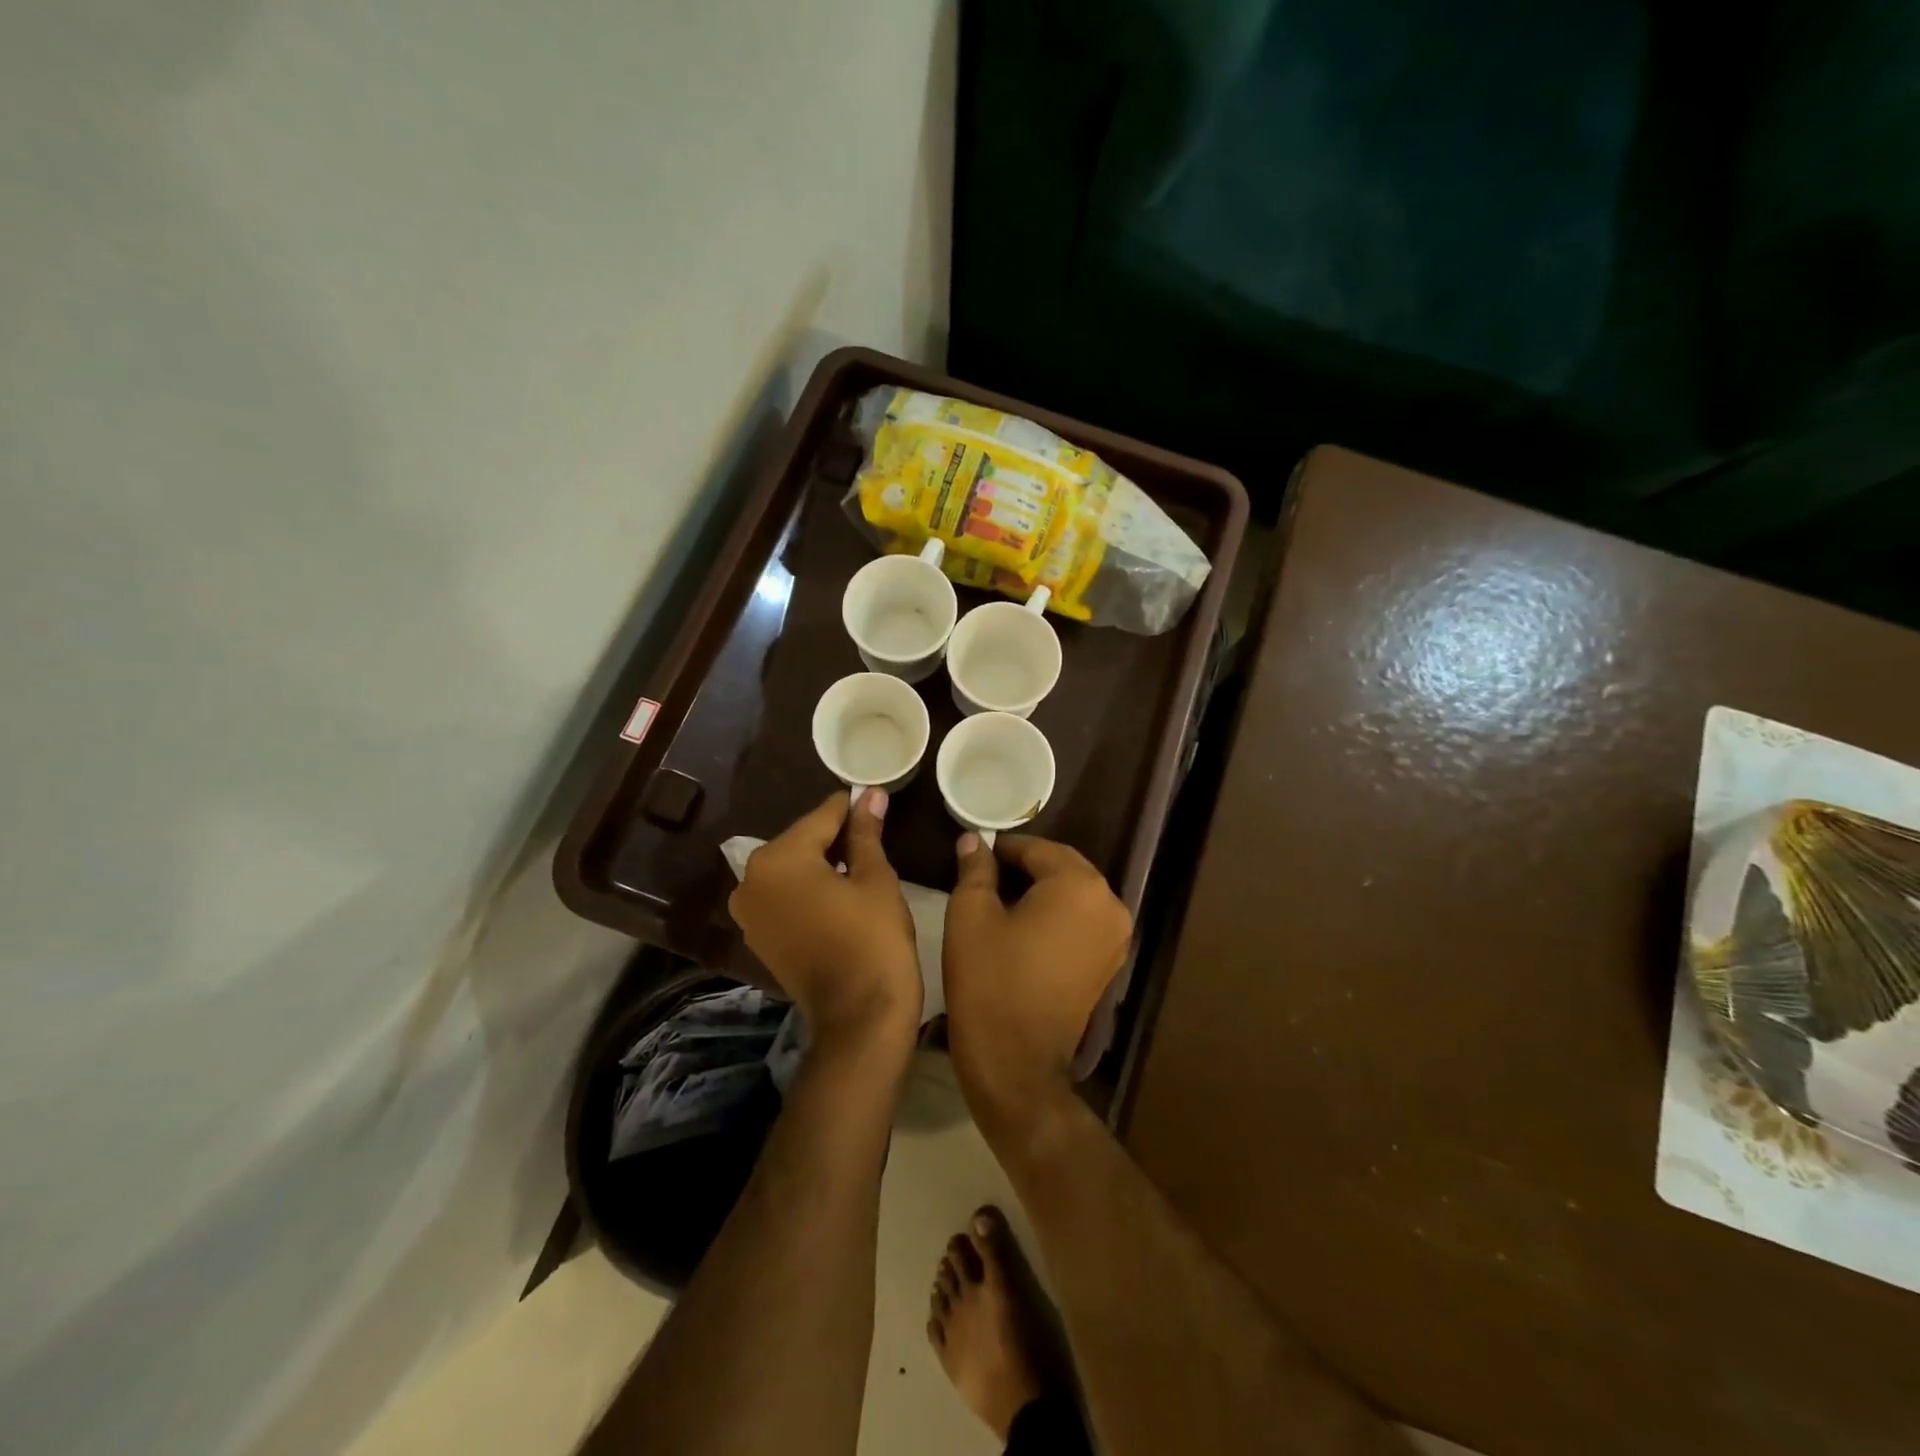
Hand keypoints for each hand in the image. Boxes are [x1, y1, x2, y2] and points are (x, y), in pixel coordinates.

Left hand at [730, 790, 920, 1051]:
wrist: (859, 1017)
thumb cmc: (873, 939)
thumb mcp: (875, 878)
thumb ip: (865, 832)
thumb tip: (870, 794)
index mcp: (777, 859)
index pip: (821, 818)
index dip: (851, 807)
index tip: (874, 797)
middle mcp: (750, 880)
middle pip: (801, 842)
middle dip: (835, 835)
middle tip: (873, 832)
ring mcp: (749, 912)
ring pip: (792, 869)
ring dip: (822, 862)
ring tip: (861, 861)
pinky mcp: (758, 936)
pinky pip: (785, 896)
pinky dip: (809, 889)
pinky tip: (840, 891)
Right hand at [943, 833, 1131, 1138]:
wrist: (1016, 1062)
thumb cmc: (989, 980)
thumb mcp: (971, 915)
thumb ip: (976, 869)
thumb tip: (974, 840)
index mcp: (1079, 885)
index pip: (1038, 849)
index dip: (1004, 848)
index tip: (976, 853)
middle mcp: (1109, 904)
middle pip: (1063, 868)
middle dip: (1026, 866)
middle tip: (986, 873)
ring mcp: (1115, 937)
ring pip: (1074, 894)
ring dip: (1042, 890)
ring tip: (1001, 899)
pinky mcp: (1110, 963)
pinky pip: (1082, 921)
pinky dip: (1057, 916)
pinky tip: (1025, 926)